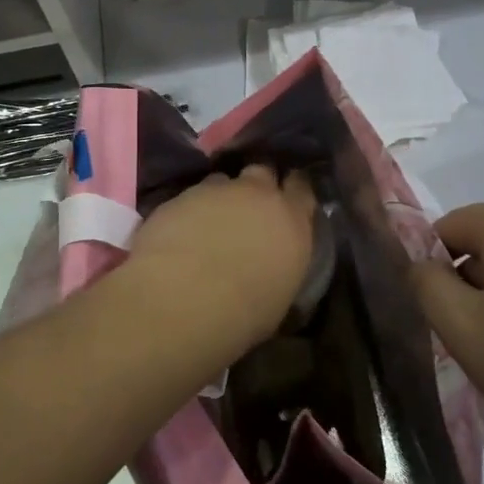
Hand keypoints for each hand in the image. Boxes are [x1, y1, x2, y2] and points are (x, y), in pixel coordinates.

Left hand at [126, 166, 317, 348]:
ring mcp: (217, 190)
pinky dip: (189, 209)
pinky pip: (190, 196)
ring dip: (221, 195)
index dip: (294, 189)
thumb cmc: (244, 312)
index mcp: (292, 220)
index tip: (288, 199)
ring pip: (223, 180)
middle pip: (263, 171)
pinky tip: (181, 231)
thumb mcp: (280, 295)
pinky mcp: (180, 195)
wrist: (185, 298)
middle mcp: (258, 194)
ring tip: (210, 219)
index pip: (302, 187)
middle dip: (257, 184)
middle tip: (249, 204)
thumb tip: (275, 267)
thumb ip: (282, 265)